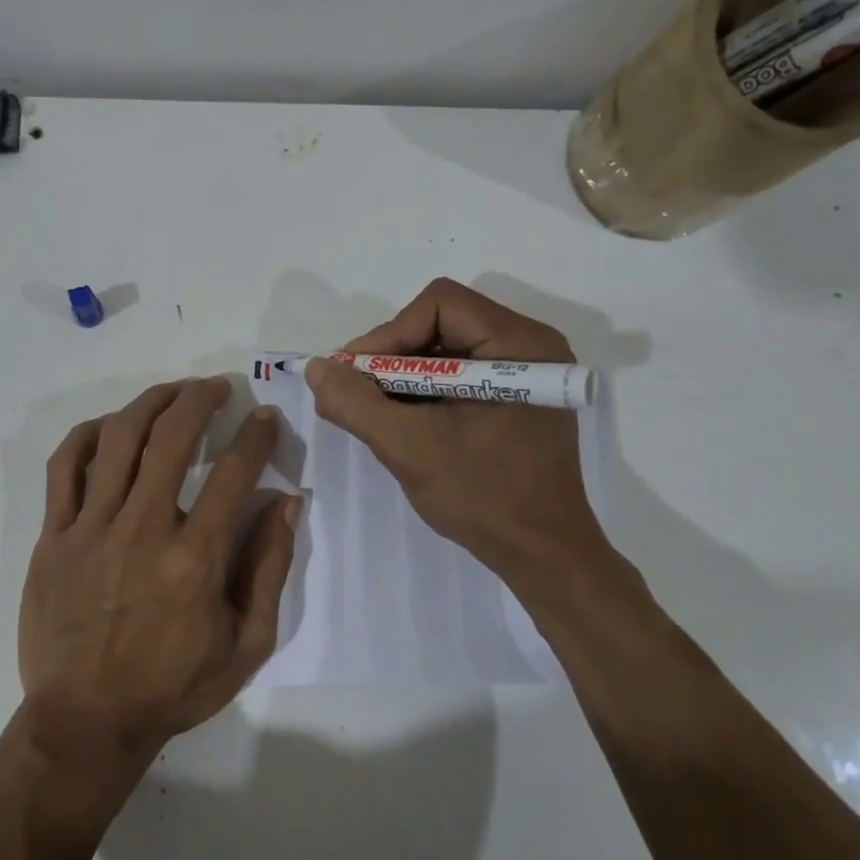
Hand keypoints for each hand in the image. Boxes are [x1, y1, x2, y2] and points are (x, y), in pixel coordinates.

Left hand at [18, 378, 298, 784]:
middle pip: (172, 439)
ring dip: (151, 403)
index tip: (267, 417)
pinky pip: (66, 467)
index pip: (233, 473)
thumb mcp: (246, 644)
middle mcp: (142, 531)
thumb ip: (269, 569)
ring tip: (173, 392)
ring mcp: (90, 530)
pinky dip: (89, 434)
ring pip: (119, 440)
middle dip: (201, 400)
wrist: (86, 722)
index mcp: (194, 560)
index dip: (256, 436)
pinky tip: (111, 425)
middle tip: (218, 389)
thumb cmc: (172, 687)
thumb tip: (287, 503)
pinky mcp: (54, 537)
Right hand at [306, 279, 616, 583]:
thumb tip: (317, 368)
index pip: (438, 305)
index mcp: (518, 344)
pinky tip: (406, 422)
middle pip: (441, 322)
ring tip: (378, 413)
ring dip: (404, 377)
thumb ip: (356, 403)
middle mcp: (529, 346)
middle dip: (393, 357)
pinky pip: (459, 374)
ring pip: (446, 349)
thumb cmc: (483, 497)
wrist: (542, 555)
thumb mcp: (409, 448)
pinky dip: (425, 392)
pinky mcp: (518, 397)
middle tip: (359, 394)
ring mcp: (526, 373)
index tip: (356, 376)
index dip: (389, 334)